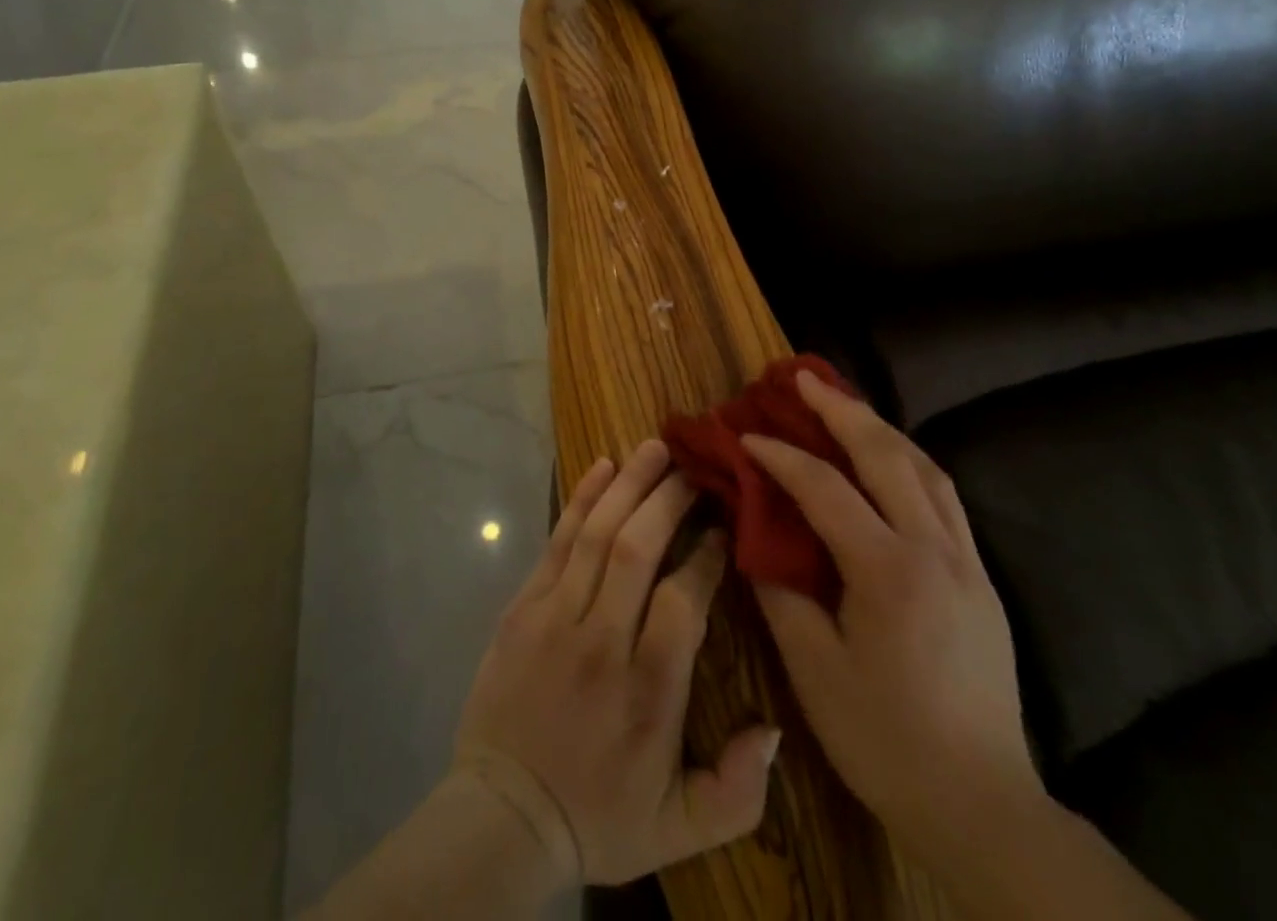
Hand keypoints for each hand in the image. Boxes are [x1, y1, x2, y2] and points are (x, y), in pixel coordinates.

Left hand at [454, 440, 781, 886]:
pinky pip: (557, 540)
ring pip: (597, 533)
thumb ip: (738, 790)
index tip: (723, 527)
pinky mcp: (523, 606)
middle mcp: (602, 640)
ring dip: (629, 483)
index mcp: (648, 689)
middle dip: (669, 499)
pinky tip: (602, 467)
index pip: (685, 599)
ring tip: (655, 446)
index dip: (707, 555)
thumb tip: (774, 728)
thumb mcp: (680, 829)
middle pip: (637, 548)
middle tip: (693, 468)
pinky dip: (581, 499)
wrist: (503, 816)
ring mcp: (556, 616)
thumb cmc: (599, 815)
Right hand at [745, 371, 1041, 868]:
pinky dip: (910, 461)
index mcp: (888, 570)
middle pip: (885, 455)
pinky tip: (890, 459)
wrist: (981, 802)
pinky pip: (944, 495)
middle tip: (803, 377)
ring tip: (844, 404)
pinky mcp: (981, 577)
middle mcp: (933, 549)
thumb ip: (779, 590)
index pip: (824, 488)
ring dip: (880, 427)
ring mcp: (966, 560)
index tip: (746, 435)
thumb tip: (752, 533)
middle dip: (840, 409)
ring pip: (924, 467)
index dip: (780, 455)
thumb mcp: (814, 669)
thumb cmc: (884, 739)